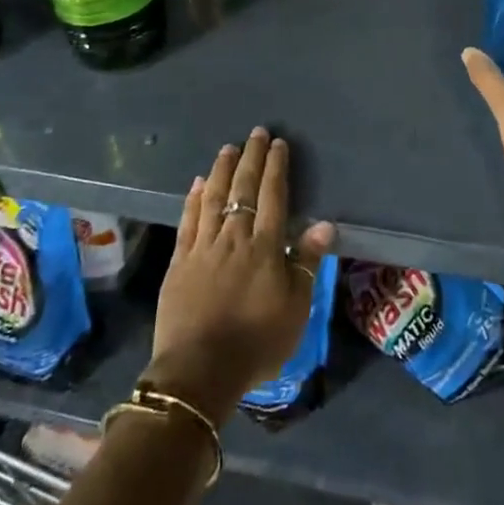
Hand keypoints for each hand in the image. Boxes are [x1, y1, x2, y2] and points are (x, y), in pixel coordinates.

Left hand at [148, 127, 336, 425]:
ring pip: (214, 198)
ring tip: (228, 148)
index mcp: (265, 247)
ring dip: (222, 170)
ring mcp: (203, 247)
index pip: (272, 196)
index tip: (278, 144)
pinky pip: (188, 221)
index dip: (276, 167)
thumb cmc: (256, 342)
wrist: (199, 371)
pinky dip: (194, 199)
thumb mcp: (295, 308)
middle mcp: (234, 238)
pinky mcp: (180, 262)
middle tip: (256, 133)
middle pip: (243, 189)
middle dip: (251, 158)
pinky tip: (199, 183)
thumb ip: (306, 262)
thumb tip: (323, 223)